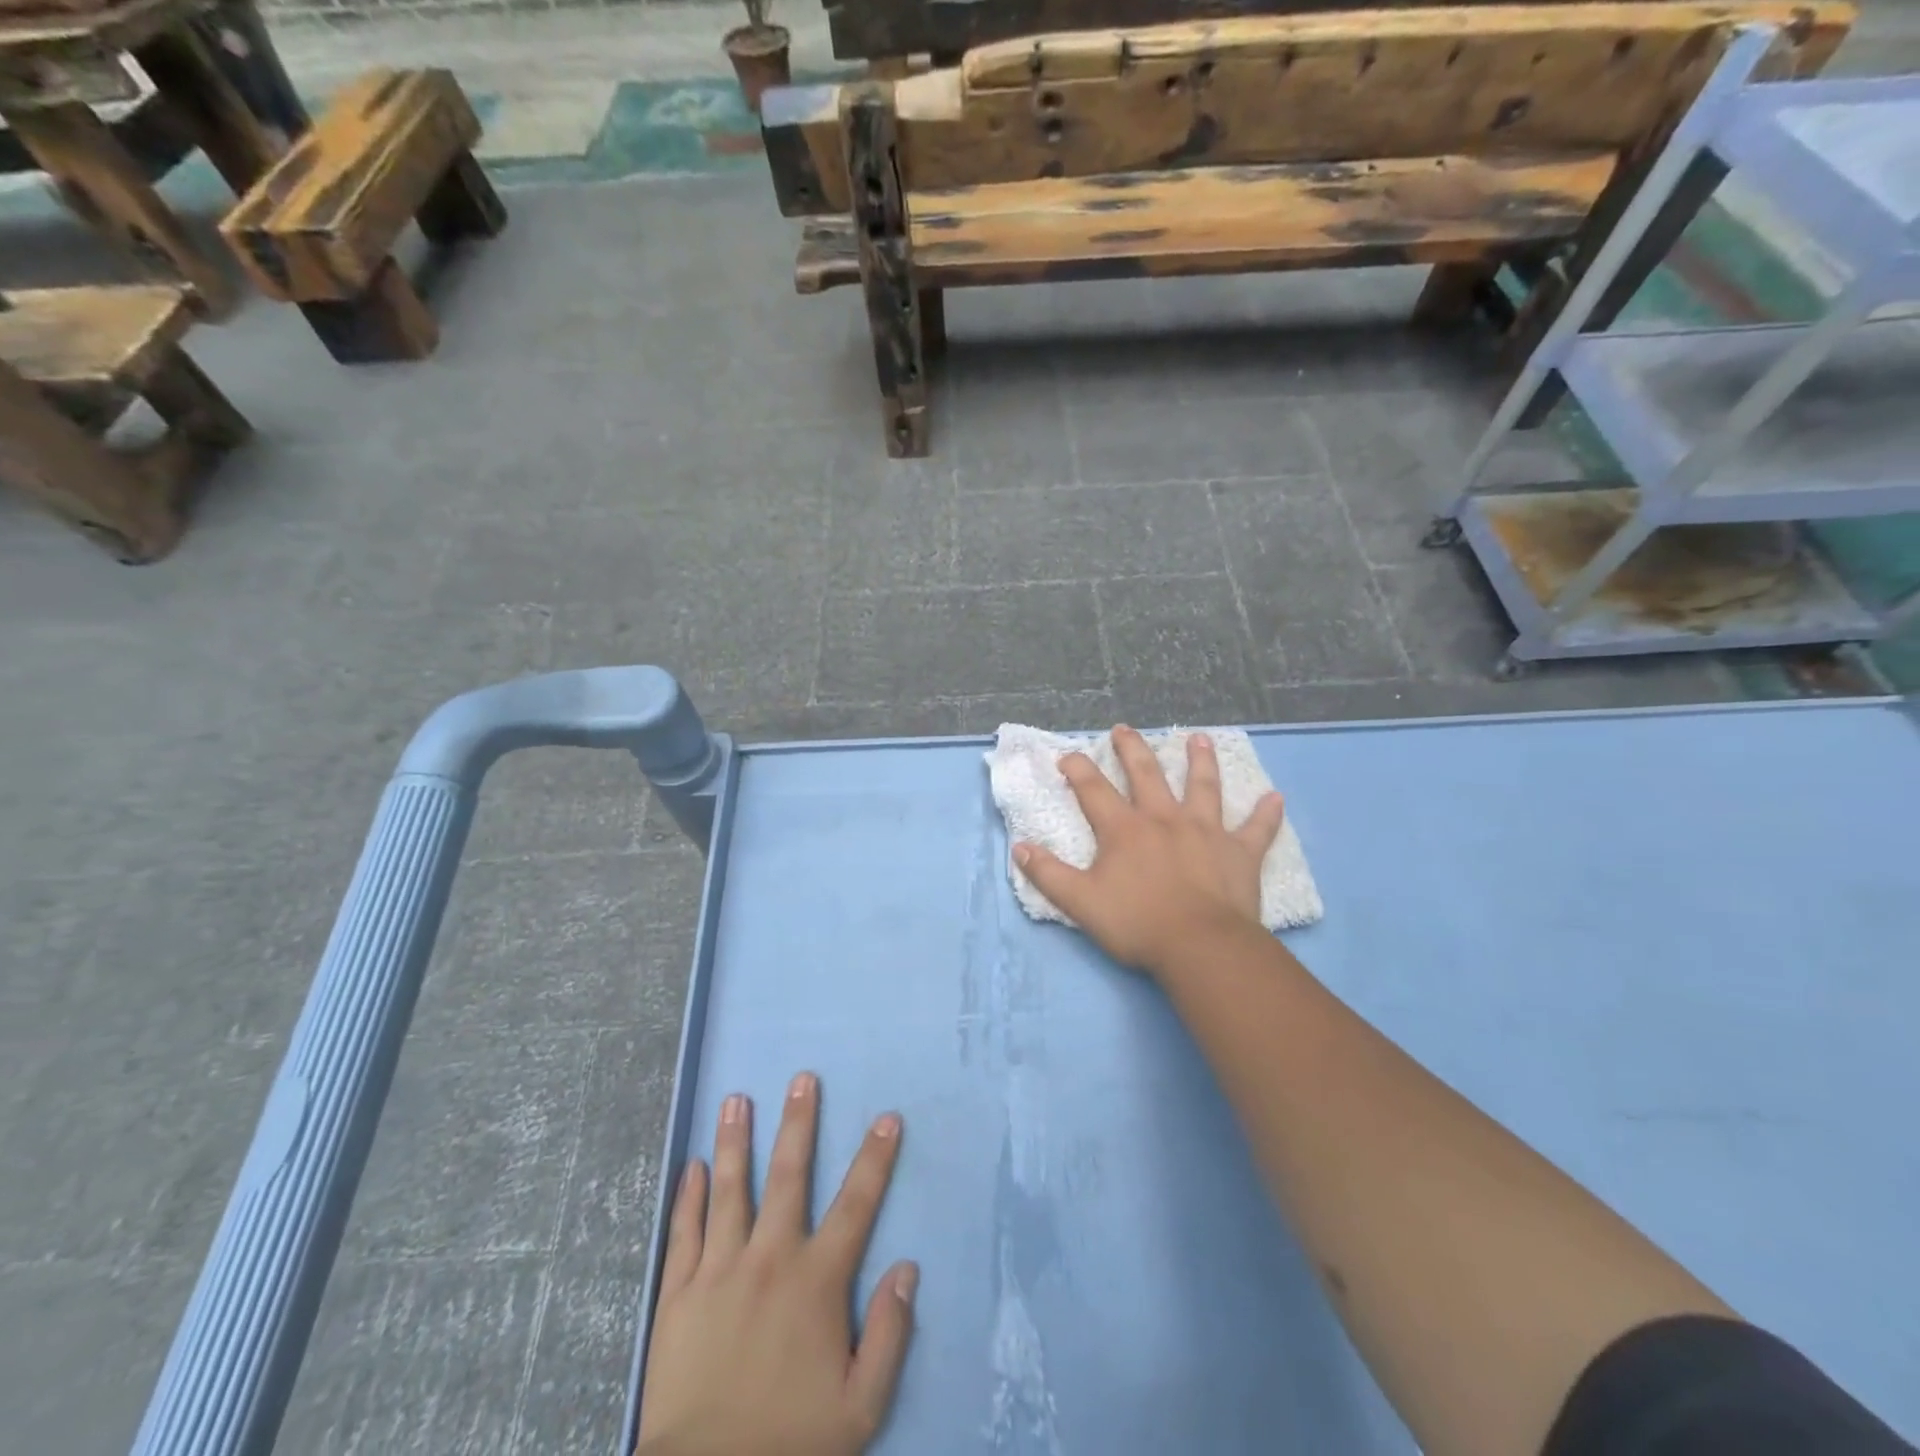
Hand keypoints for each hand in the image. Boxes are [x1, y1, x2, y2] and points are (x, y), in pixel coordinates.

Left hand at [637, 1075, 917, 1455]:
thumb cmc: (790, 1444)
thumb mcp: (861, 1406)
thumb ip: (889, 1334)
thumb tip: (907, 1267)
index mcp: (817, 1281)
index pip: (856, 1204)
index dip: (875, 1158)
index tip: (887, 1118)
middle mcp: (770, 1259)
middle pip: (788, 1176)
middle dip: (798, 1123)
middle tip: (801, 1079)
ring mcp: (720, 1272)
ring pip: (729, 1190)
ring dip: (735, 1141)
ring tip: (736, 1099)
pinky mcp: (679, 1294)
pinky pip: (684, 1232)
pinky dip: (688, 1196)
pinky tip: (691, 1166)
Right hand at [1014, 725, 1284, 978]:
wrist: (1200, 946)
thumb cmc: (1137, 923)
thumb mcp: (1080, 902)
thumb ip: (1048, 874)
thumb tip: (1019, 848)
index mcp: (1125, 829)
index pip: (1094, 790)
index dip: (1078, 769)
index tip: (1067, 755)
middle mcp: (1164, 819)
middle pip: (1147, 774)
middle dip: (1132, 749)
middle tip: (1124, 728)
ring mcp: (1206, 831)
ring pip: (1203, 787)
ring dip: (1200, 761)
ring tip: (1198, 738)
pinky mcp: (1239, 853)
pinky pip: (1256, 830)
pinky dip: (1266, 814)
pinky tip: (1275, 798)